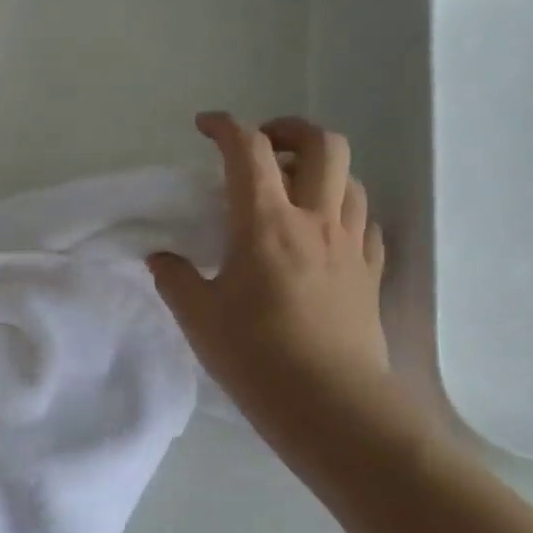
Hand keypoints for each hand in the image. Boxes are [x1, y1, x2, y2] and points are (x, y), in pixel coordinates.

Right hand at [149, 113, 393, 443]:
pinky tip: (326, 232)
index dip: (225, 126)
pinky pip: (366, 222)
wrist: (330, 406)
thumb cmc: (256, 357)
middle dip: (290, 129)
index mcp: (266, 223)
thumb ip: (175, 278)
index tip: (205, 126)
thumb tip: (162, 258)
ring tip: (295, 188)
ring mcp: (350, 246)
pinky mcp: (370, 274)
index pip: (248, 150)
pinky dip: (345, 211)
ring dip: (321, 169)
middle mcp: (315, 221)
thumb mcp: (198, 318)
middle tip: (264, 145)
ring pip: (350, 179)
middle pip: (321, 144)